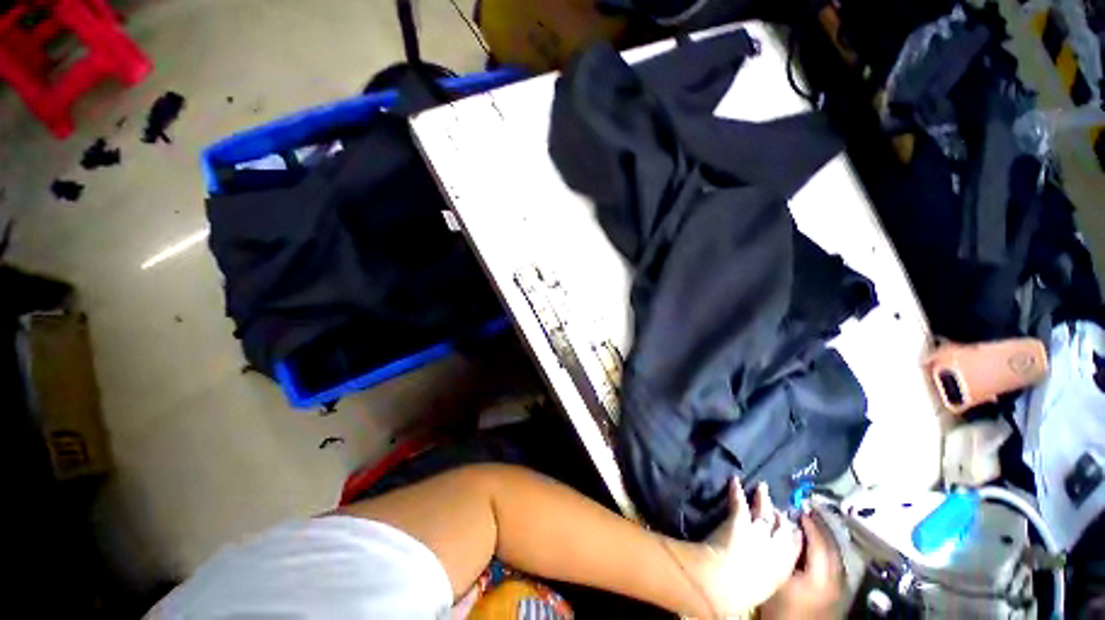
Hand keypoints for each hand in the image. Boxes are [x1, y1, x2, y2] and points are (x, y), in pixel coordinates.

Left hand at [677, 479, 802, 616]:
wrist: (725, 582)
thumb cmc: (742, 594)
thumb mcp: (762, 588)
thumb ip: (766, 574)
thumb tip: (762, 572)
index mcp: (783, 567)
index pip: (794, 546)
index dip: (793, 533)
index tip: (792, 526)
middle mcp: (775, 546)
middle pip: (782, 526)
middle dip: (781, 516)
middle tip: (778, 507)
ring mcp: (758, 530)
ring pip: (763, 510)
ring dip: (762, 498)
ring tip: (762, 486)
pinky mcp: (740, 519)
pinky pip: (739, 501)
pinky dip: (736, 489)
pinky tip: (734, 479)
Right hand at [760, 511, 843, 618]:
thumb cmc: (784, 607)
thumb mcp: (779, 578)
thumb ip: (784, 551)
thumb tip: (785, 528)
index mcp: (824, 575)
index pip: (821, 542)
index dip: (811, 524)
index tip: (799, 508)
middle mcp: (838, 580)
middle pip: (832, 547)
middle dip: (820, 527)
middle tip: (806, 511)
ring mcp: (841, 588)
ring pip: (836, 556)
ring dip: (824, 538)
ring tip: (810, 525)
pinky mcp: (839, 594)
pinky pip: (835, 564)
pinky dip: (827, 551)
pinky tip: (816, 548)